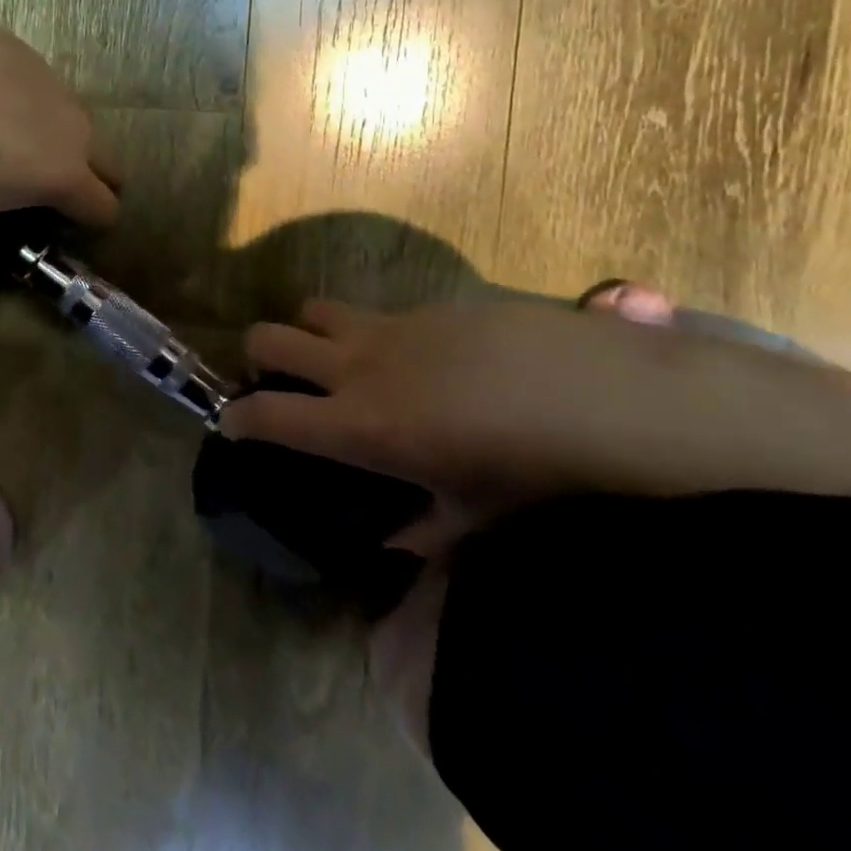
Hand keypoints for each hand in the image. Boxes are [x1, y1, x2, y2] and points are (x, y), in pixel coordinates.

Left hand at [0, 4, 117, 303]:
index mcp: (63, 175)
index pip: (106, 209)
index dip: (89, 225)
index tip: (57, 229)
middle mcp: (73, 128)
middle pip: (105, 163)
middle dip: (86, 182)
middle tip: (35, 192)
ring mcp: (53, 82)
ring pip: (72, 120)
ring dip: (52, 138)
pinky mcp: (27, 50)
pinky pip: (38, 84)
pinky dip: (21, 98)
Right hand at [223, 296, 850, 553]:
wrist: (618, 400)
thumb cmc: (541, 477)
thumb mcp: (476, 520)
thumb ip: (423, 531)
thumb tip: (392, 544)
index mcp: (360, 425)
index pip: (267, 415)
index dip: (238, 418)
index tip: (232, 424)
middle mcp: (358, 366)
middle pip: (269, 337)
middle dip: (258, 357)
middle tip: (278, 382)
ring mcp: (392, 327)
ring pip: (315, 309)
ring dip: (312, 332)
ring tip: (343, 361)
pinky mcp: (430, 306)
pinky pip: (378, 313)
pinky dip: (375, 334)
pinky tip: (425, 362)